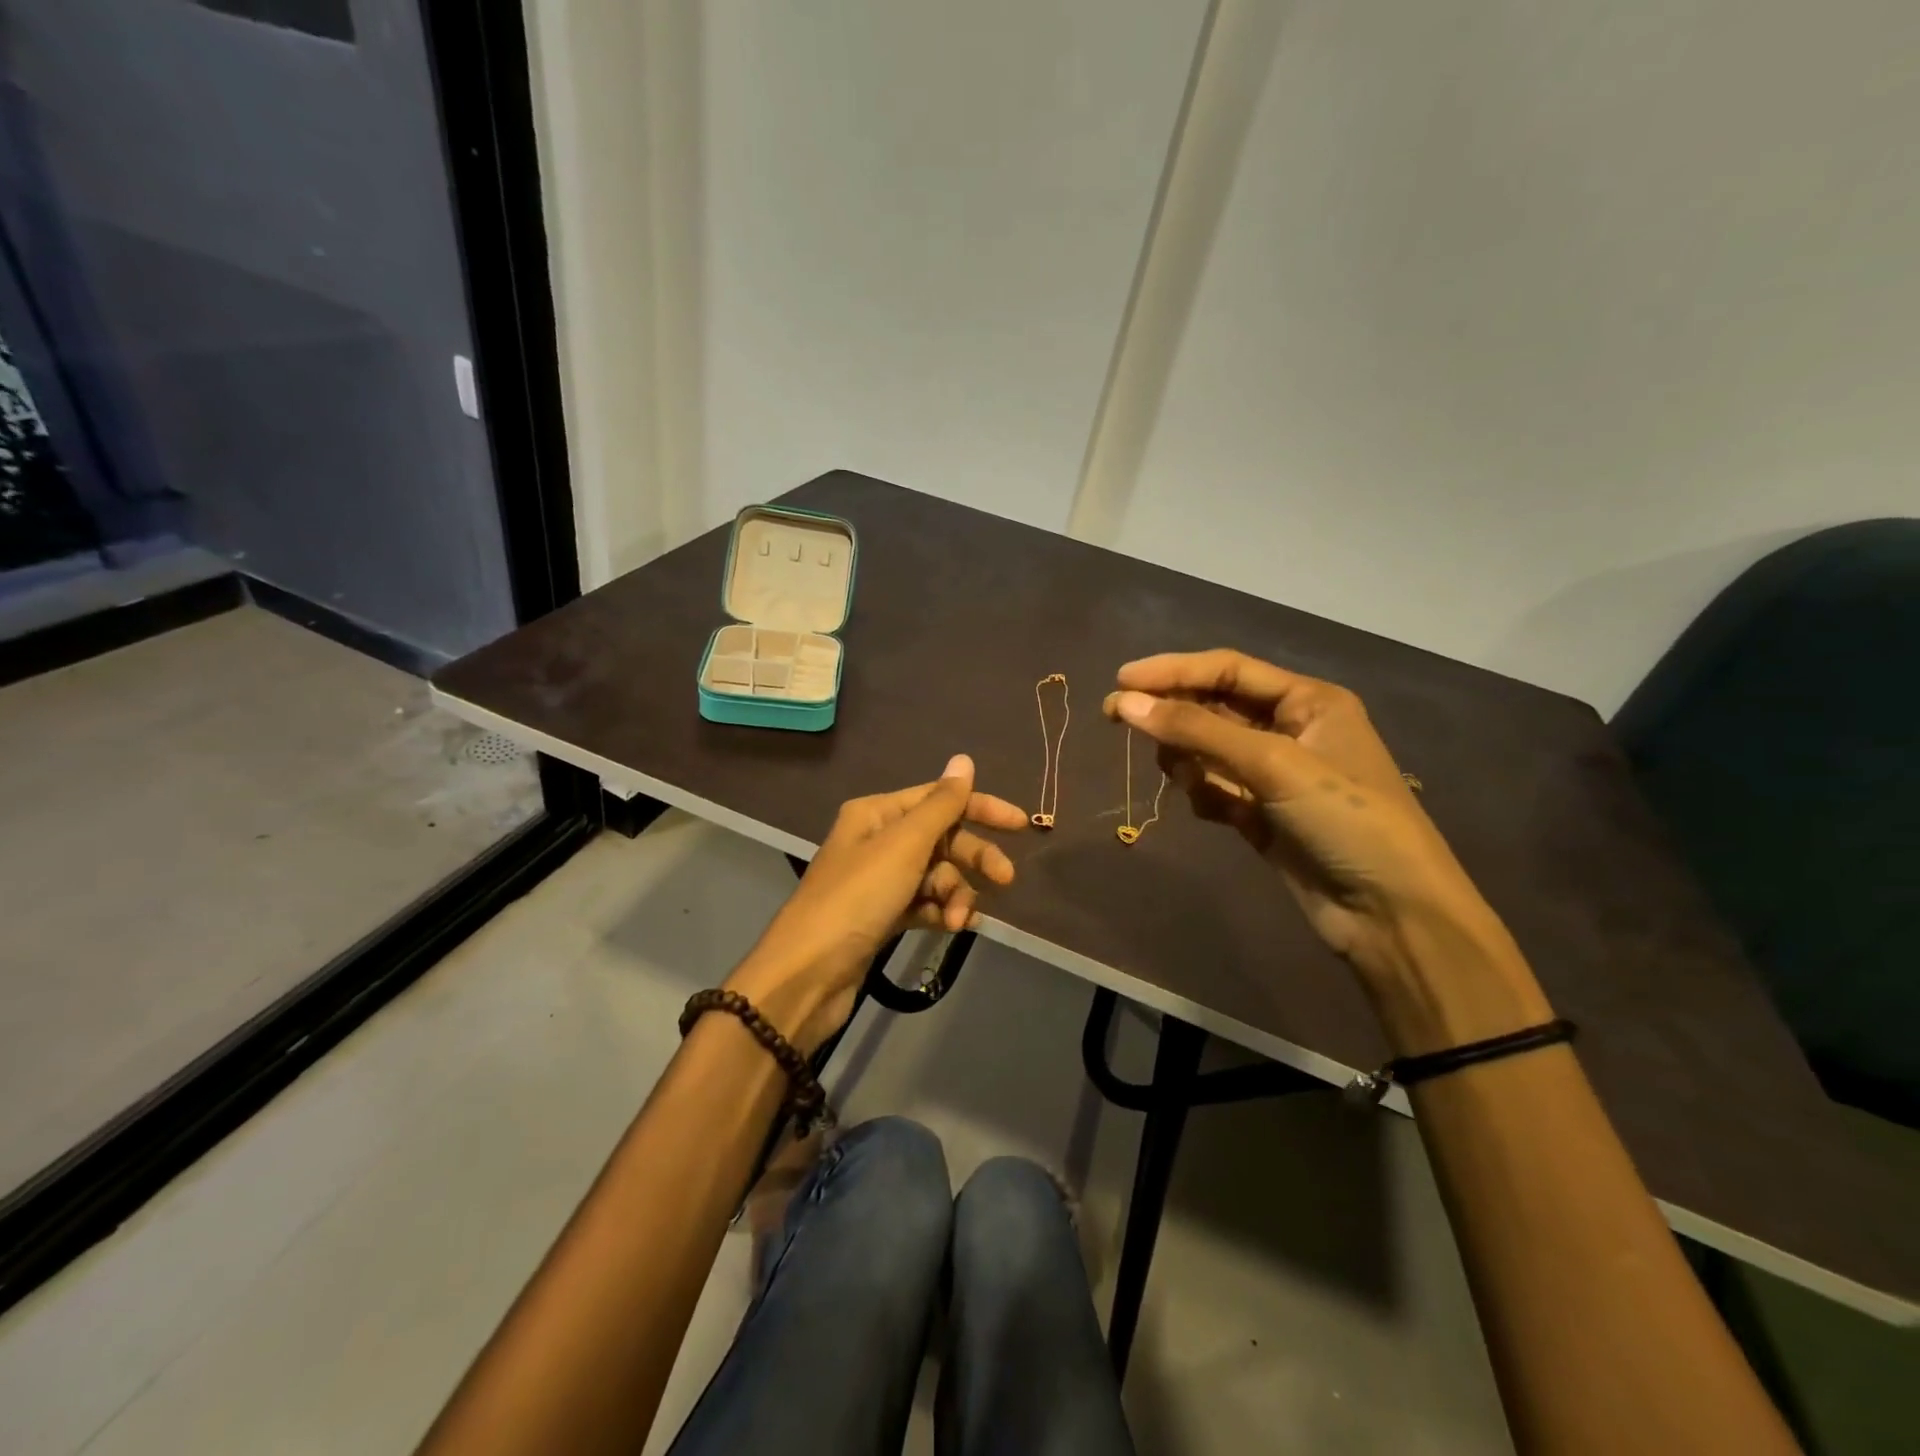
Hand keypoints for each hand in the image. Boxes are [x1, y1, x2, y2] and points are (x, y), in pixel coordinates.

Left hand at [725, 754, 1025, 1052]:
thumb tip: (964, 759)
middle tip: (1006, 880)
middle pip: (941, 838)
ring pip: (936, 875)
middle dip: (973, 858)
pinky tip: (954, 927)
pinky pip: (924, 904)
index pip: (939, 798)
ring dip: (955, 893)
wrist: (807, 973)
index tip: (1021, 825)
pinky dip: (941, 912)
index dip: (981, 808)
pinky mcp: (881, 916)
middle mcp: (877, 840)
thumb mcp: (904, 845)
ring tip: (960, 920)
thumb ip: (941, 804)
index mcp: (877, 813)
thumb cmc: (857, 898)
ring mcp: (879, 880)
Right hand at [1103, 650, 1508, 987]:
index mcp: (1308, 701)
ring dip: (1188, 758)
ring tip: (1186, 778)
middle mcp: (1291, 730)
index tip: (1120, 682)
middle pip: (1213, 707)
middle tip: (1114, 717)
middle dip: (1170, 713)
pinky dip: (1204, 794)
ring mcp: (1275, 775)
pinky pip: (1215, 789)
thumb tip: (1125, 703)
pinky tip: (1215, 812)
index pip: (1227, 669)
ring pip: (1208, 750)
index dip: (1172, 671)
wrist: (1391, 914)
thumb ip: (1196, 729)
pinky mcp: (1261, 815)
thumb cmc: (1344, 820)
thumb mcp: (1272, 764)